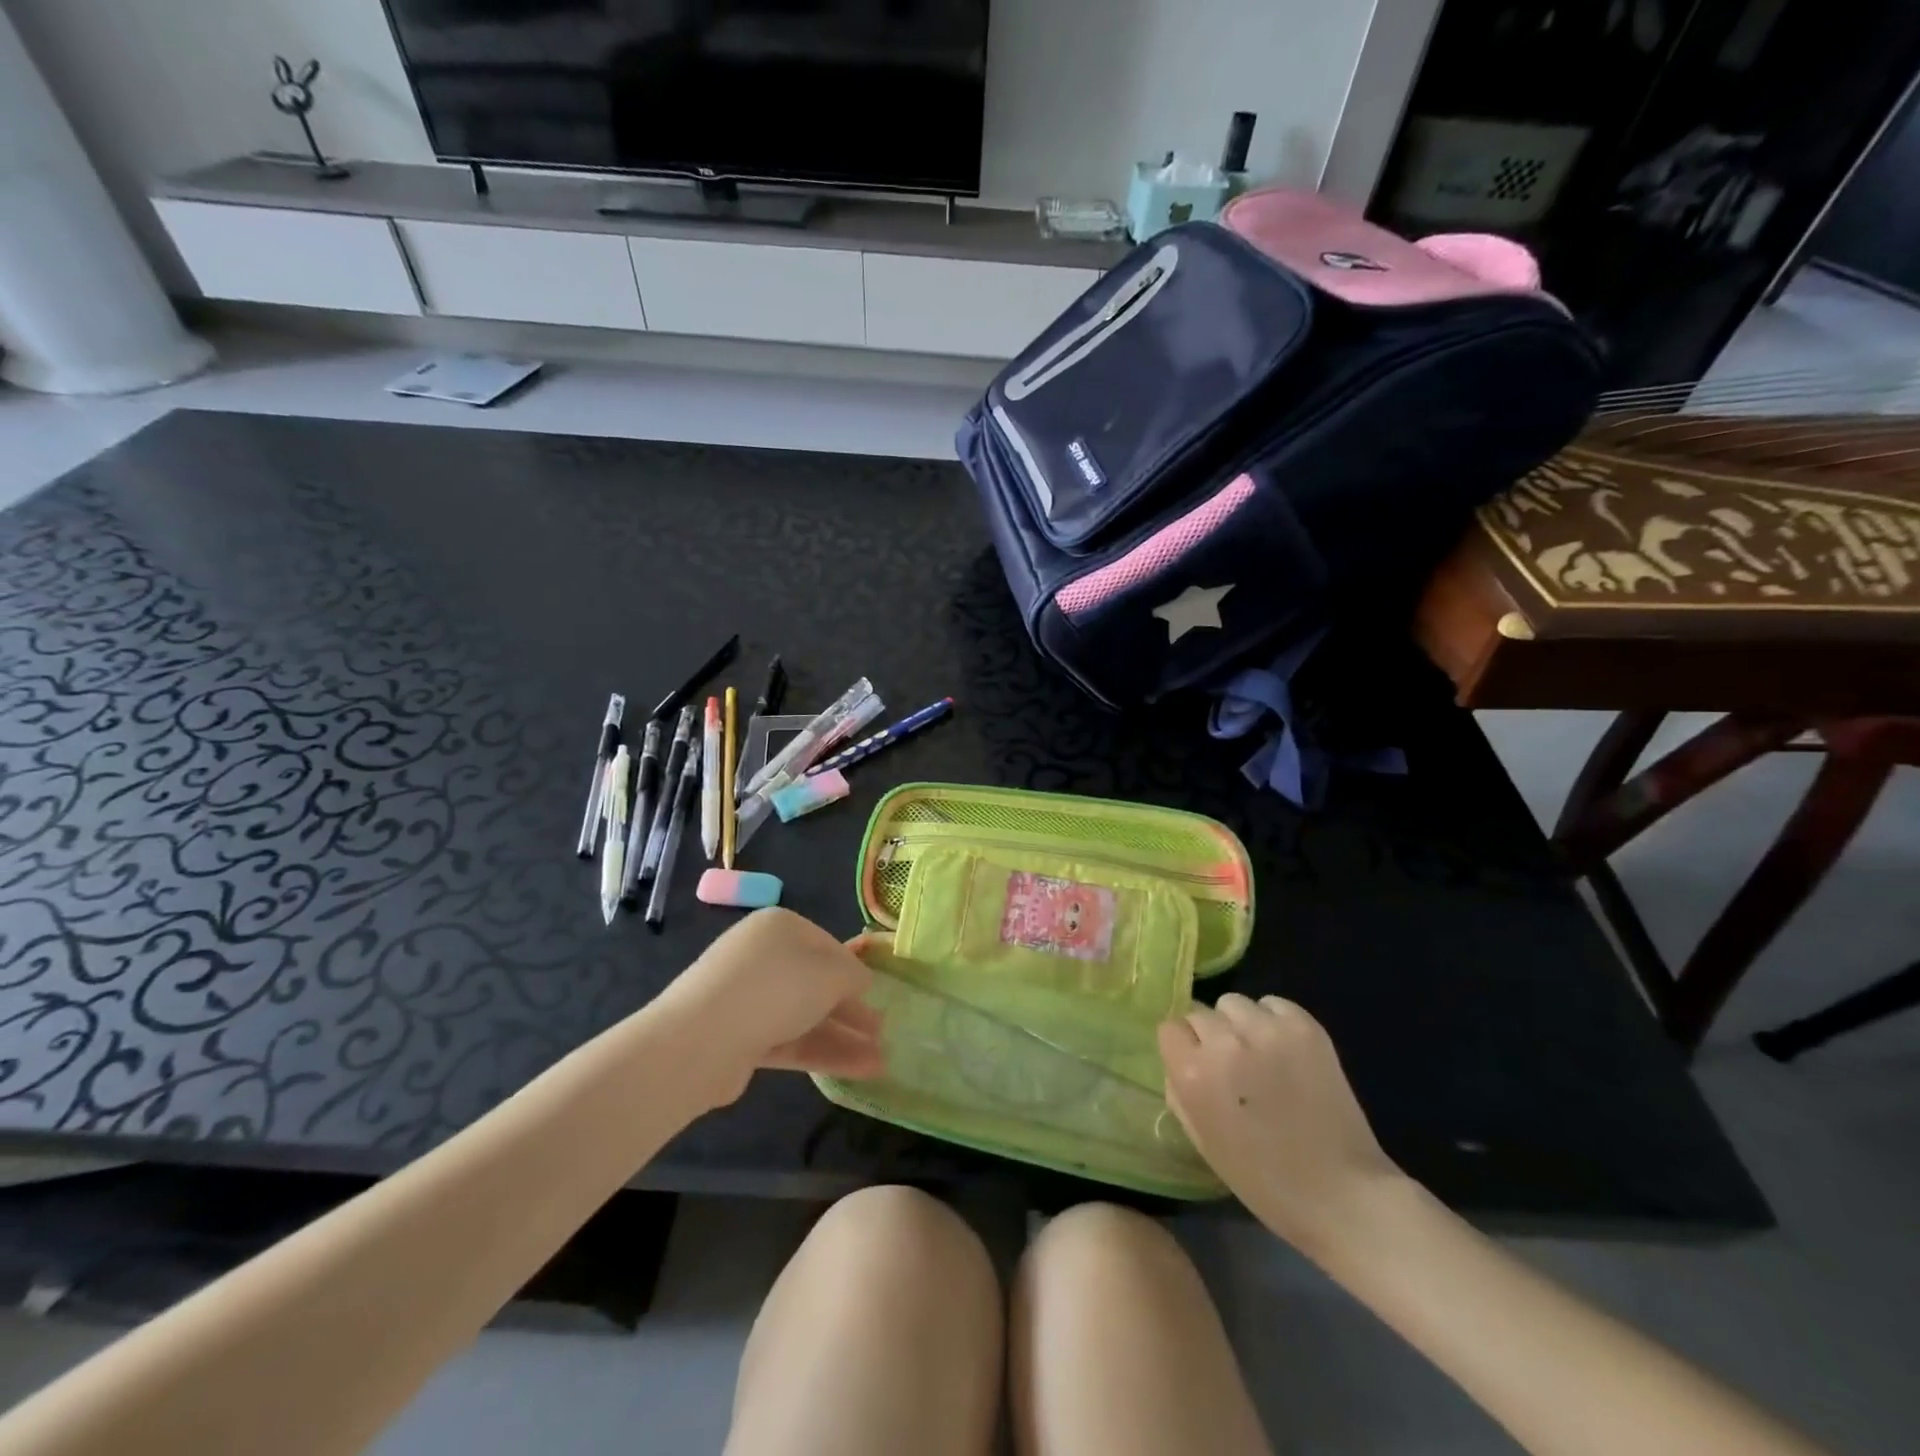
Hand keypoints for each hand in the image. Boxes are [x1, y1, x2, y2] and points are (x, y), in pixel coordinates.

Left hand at [658, 908, 884, 1107]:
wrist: (701, 1040)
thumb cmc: (775, 988)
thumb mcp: (830, 974)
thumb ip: (853, 976)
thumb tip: (861, 982)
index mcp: (781, 928)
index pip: (828, 946)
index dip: (855, 972)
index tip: (879, 997)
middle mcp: (763, 957)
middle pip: (817, 983)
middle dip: (851, 1009)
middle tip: (882, 1031)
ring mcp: (749, 999)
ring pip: (805, 1016)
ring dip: (843, 1037)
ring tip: (880, 1061)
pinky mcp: (740, 1037)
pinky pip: (789, 1040)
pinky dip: (821, 1053)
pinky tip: (856, 1070)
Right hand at [1159, 994, 1402, 1252]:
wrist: (1341, 1194)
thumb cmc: (1263, 1180)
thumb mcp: (1201, 1140)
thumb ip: (1179, 1090)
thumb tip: (1180, 1059)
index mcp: (1194, 1073)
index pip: (1170, 1028)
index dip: (1183, 1047)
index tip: (1195, 1063)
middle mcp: (1225, 1042)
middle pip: (1200, 1013)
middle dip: (1209, 1035)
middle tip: (1231, 1064)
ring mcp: (1267, 1031)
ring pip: (1234, 1003)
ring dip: (1239, 1025)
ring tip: (1259, 1054)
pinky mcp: (1304, 1027)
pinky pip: (1272, 1004)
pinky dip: (1272, 1020)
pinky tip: (1284, 1050)